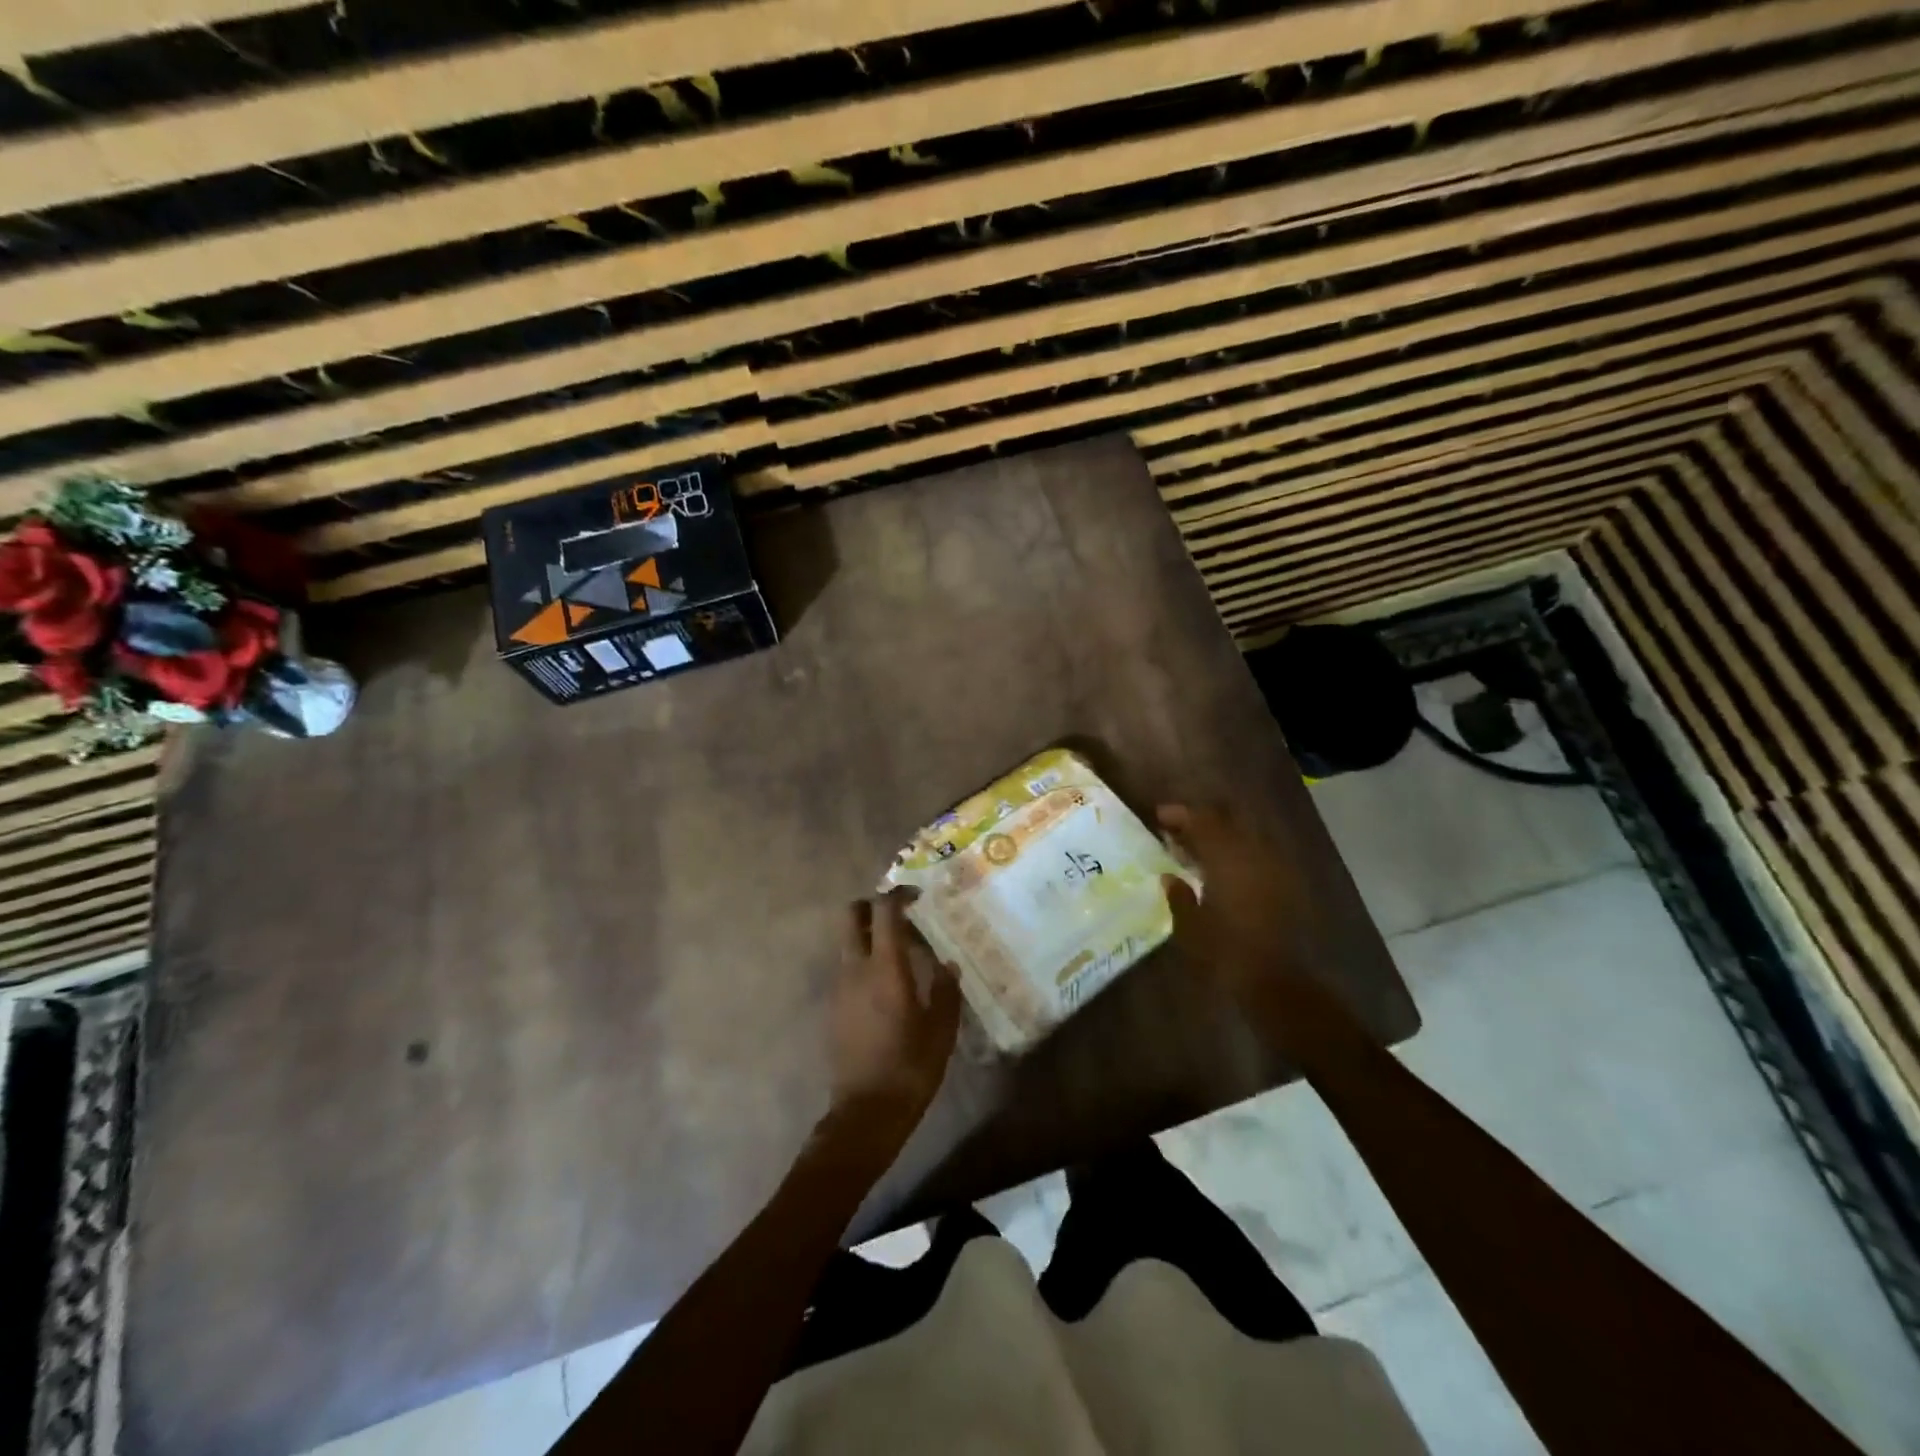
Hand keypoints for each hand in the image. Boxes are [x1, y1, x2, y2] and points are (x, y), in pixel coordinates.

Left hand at [831, 894, 961, 1124]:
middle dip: (872, 906)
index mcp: (885, 969)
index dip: (899, 895)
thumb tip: (948, 964)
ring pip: (848, 941)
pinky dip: (864, 961)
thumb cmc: (910, 1069)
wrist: (865, 1113)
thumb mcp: (941, 1031)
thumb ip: (946, 991)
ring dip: (869, 935)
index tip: (918, 896)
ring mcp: (839, 987)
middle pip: (851, 915)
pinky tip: (888, 985)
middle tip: (901, 916)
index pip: (884, 911)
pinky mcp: (833, 1006)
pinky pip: (847, 967)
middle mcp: (855, 969)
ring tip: (901, 953)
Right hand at [1157, 803, 1313, 999]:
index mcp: (1228, 859)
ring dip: (1222, 837)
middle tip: (1178, 831)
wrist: (1280, 985)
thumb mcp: (1191, 927)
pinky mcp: (1287, 886)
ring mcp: (1275, 869)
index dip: (1180, 815)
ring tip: (1198, 850)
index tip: (1160, 816)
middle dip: (1202, 821)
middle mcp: (1254, 855)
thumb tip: (1170, 878)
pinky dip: (1239, 854)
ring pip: (1245, 836)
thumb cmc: (1227, 954)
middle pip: (1227, 822)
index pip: (1203, 821)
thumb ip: (1180, 896)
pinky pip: (1258, 855)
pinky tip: (1224, 871)